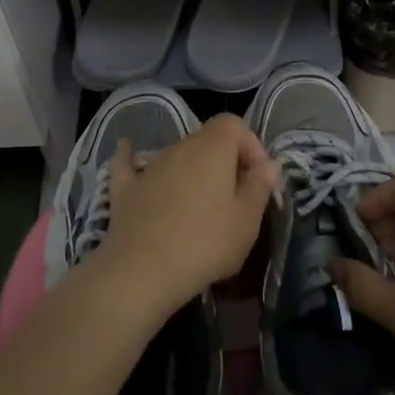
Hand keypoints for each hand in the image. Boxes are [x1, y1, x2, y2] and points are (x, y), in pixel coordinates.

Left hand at [98, 114, 278, 318]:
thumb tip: (269, 163)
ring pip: (176, 155)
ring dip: (191, 170)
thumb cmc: (206, 243)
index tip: (258, 178)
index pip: (235, 124)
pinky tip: (127, 149)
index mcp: (213, 147)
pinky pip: (129, 164)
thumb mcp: (247, 221)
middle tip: (234, 197)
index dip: (250, 145)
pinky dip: (131, 158)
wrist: (144, 270)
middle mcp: (181, 145)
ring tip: (201, 206)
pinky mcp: (125, 187)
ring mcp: (150, 164)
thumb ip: (260, 187)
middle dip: (224, 161)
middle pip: (206, 139)